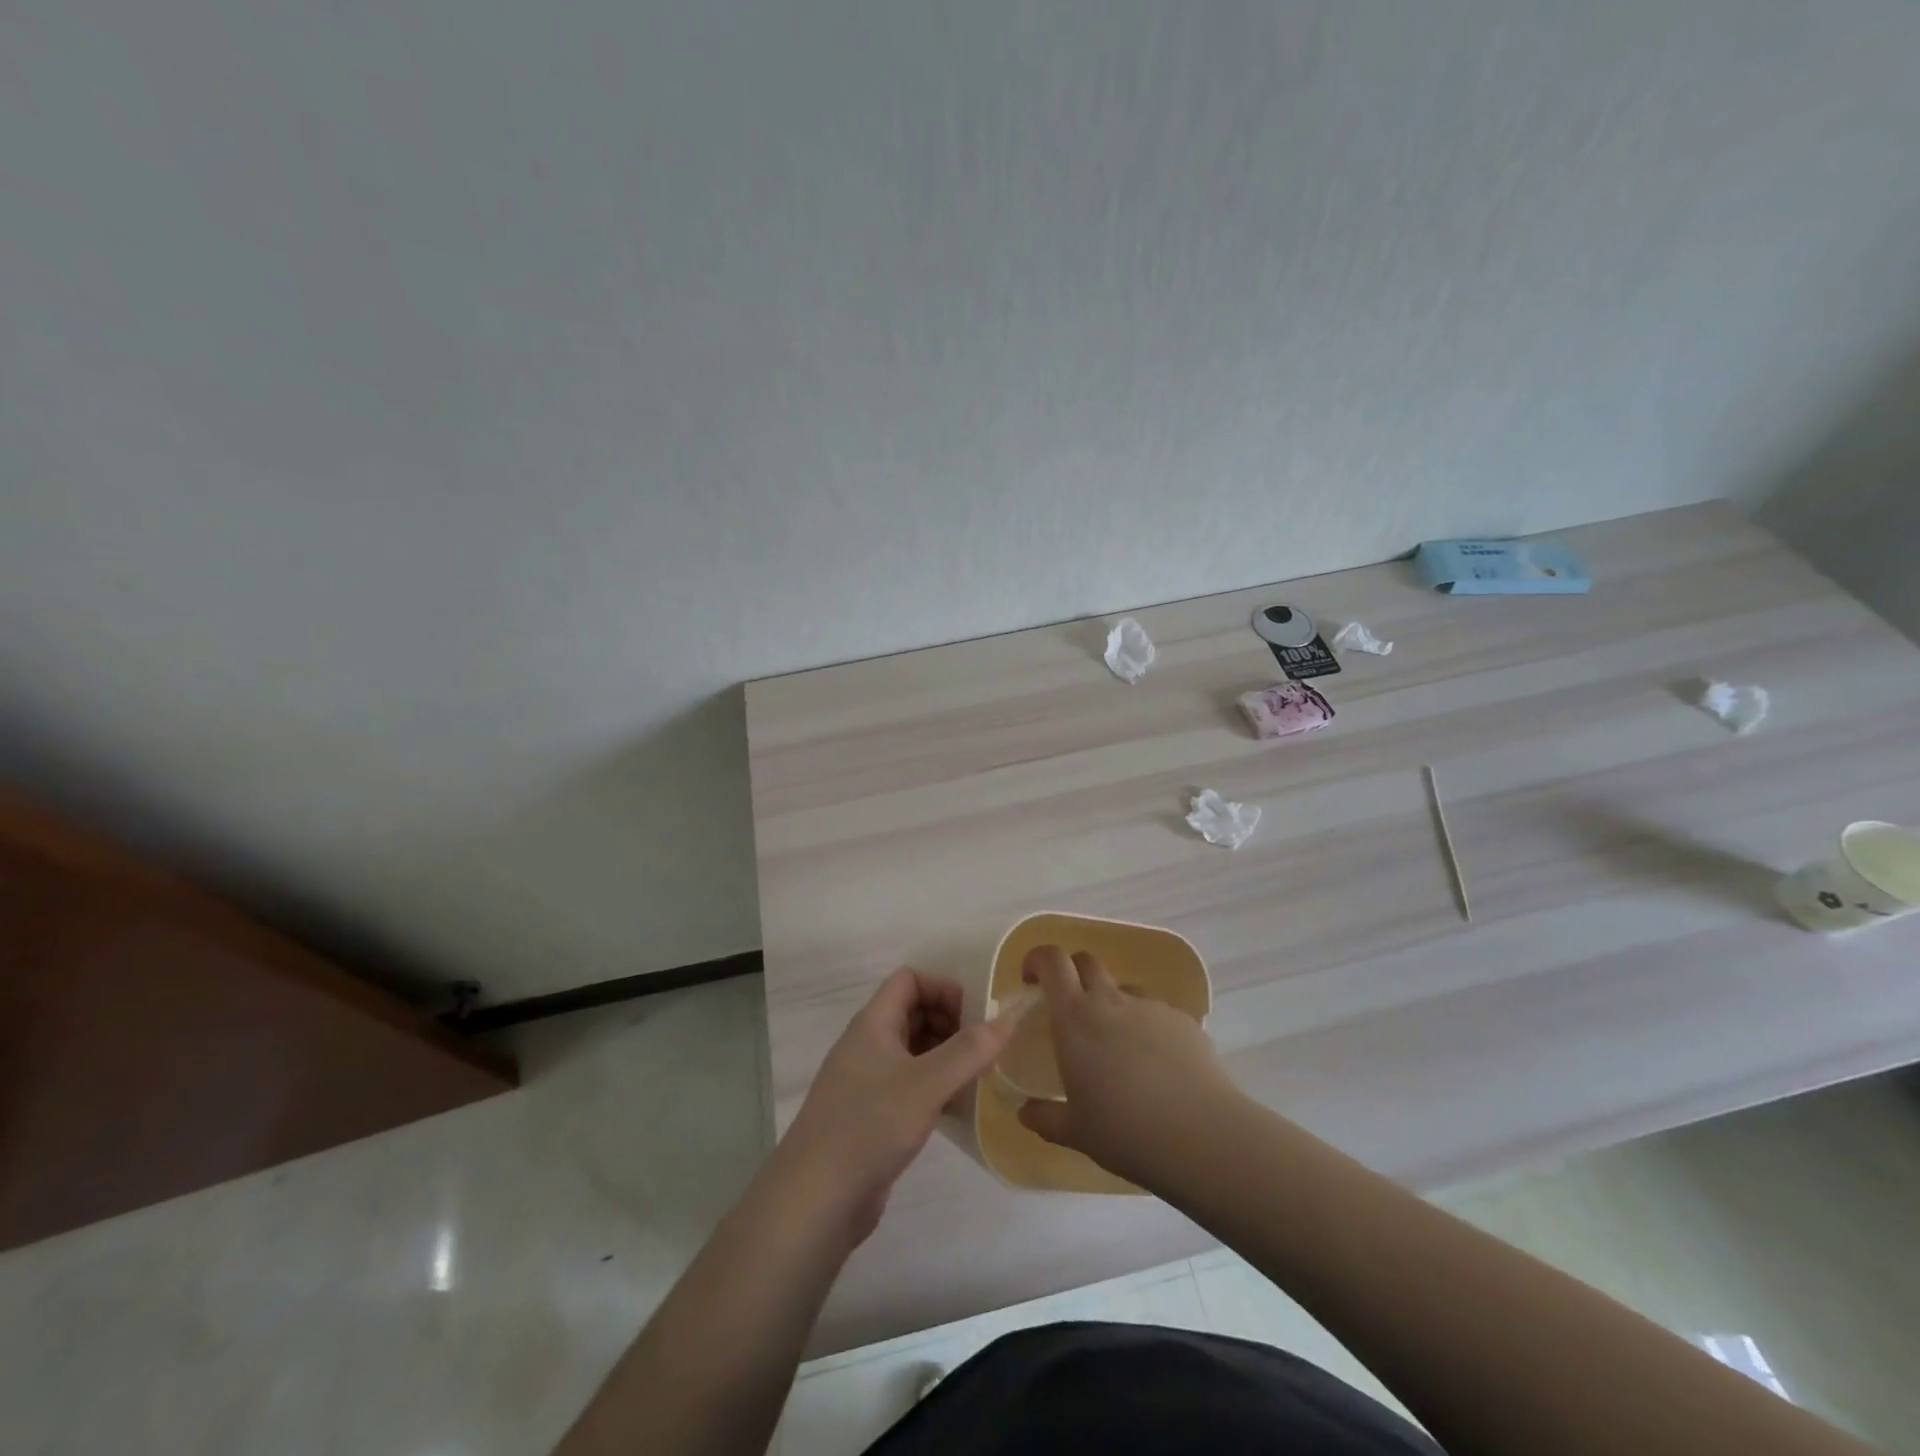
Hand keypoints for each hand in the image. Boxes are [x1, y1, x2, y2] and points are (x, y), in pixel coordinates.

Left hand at [773, 968, 1016, 1245]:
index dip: (943, 989)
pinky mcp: (874, 1116)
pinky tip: (959, 1110)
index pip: (910, 980)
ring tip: (978, 1078)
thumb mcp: (926, 1084)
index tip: (974, 1018)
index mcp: (873, 1023)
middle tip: (983, 1050)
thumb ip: (969, 1050)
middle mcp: (869, 1044)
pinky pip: (911, 1085)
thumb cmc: (869, 1127)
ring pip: (914, 1051)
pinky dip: (936, 1088)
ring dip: (946, 1057)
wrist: (815, 1200)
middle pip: (914, 1012)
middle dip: (951, 1023)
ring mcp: (869, 1081)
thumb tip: (1009, 1017)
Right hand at [1015, 945, 1243, 1188]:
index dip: (1038, 960)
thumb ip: (1045, 1117)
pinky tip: (1157, 1068)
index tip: (1031, 980)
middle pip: (1087, 961)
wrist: (1204, 1137)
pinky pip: (1156, 1014)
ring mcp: (1151, 1007)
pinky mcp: (1184, 1021)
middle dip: (1073, 974)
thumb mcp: (1076, 1132)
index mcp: (1076, 1017)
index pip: (1052, 961)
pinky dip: (1146, 1029)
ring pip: (1123, 990)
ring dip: (1112, 1006)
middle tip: (1070, 1010)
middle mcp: (1111, 1000)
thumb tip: (1025, 1112)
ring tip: (1118, 1050)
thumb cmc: (1126, 1132)